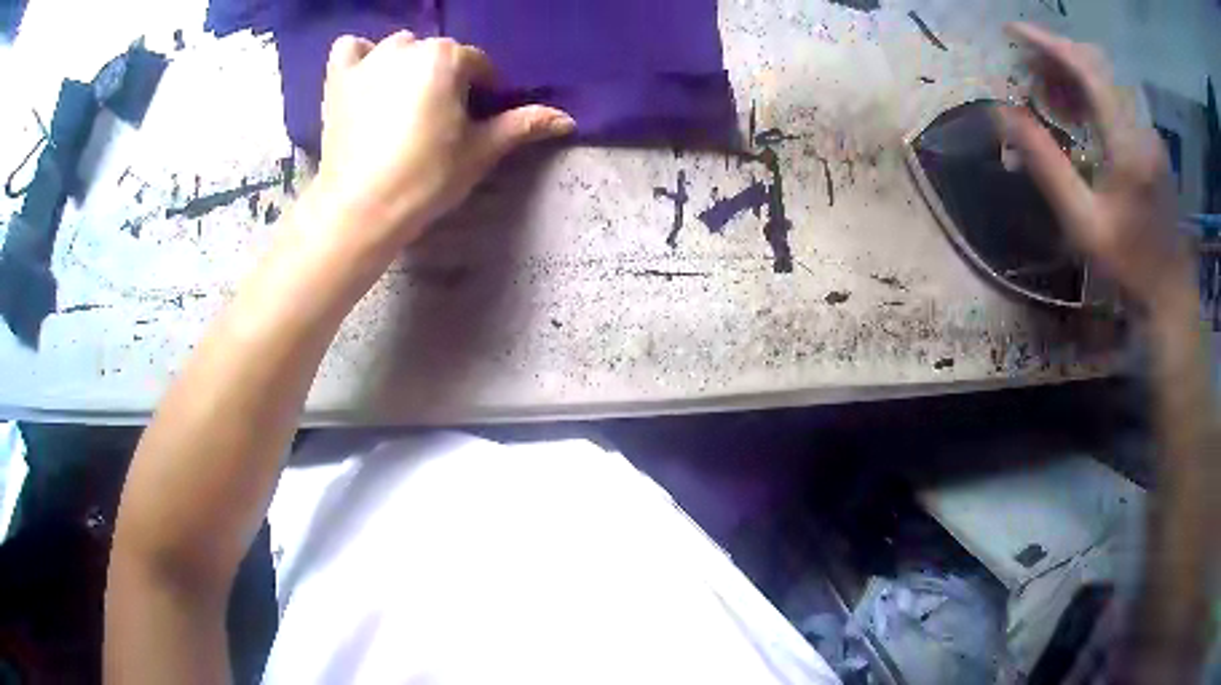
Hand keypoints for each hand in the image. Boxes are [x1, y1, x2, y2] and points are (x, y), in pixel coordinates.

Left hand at [313, 31, 574, 248]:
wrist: (361, 209)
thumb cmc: (426, 178)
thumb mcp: (481, 150)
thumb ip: (523, 125)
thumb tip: (567, 119)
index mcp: (445, 57)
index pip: (478, 65)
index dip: (482, 91)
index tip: (475, 119)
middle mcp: (407, 46)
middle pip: (438, 54)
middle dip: (445, 78)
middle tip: (438, 117)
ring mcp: (368, 60)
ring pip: (398, 48)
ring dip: (407, 65)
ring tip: (403, 101)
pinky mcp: (338, 80)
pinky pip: (349, 49)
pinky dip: (360, 56)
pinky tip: (367, 77)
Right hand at [998, 23, 1193, 310]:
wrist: (1170, 293)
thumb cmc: (1128, 267)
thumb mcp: (1082, 224)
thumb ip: (1046, 164)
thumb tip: (1004, 113)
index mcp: (1128, 145)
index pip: (1086, 69)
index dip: (1047, 43)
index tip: (1013, 33)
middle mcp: (1141, 127)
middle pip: (1095, 64)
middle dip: (1056, 56)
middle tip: (1026, 69)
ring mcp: (1149, 132)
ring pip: (1105, 77)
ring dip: (1071, 73)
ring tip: (1045, 92)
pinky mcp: (1151, 140)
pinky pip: (1116, 96)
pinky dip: (1089, 91)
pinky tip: (1075, 110)